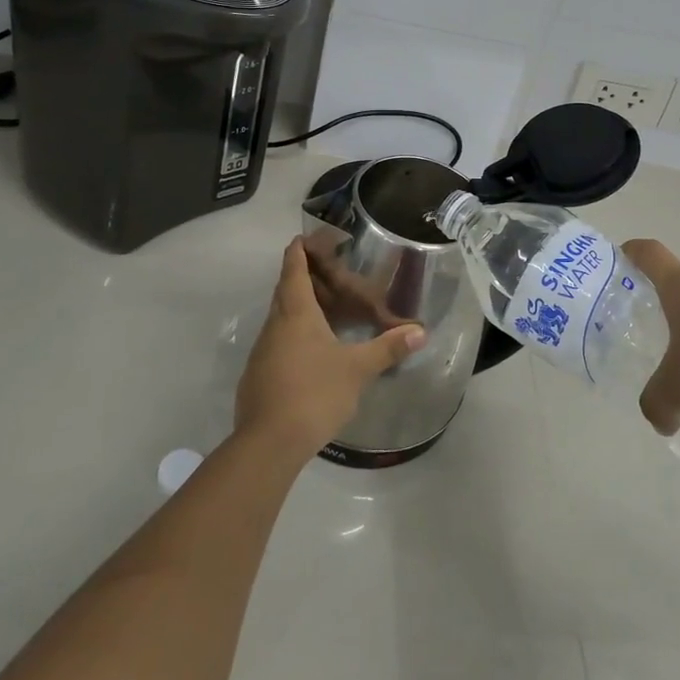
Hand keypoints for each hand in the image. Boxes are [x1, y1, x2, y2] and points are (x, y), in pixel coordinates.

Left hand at [235, 239, 426, 459]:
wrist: (268, 443)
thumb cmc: (314, 393)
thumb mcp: (358, 369)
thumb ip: (388, 348)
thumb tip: (420, 331)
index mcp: (296, 313)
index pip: (293, 269)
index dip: (299, 250)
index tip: (305, 236)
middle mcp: (274, 325)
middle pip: (285, 291)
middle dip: (303, 277)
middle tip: (329, 273)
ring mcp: (262, 351)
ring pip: (280, 318)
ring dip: (299, 308)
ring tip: (326, 310)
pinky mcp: (258, 376)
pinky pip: (277, 343)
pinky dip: (294, 335)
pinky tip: (312, 351)